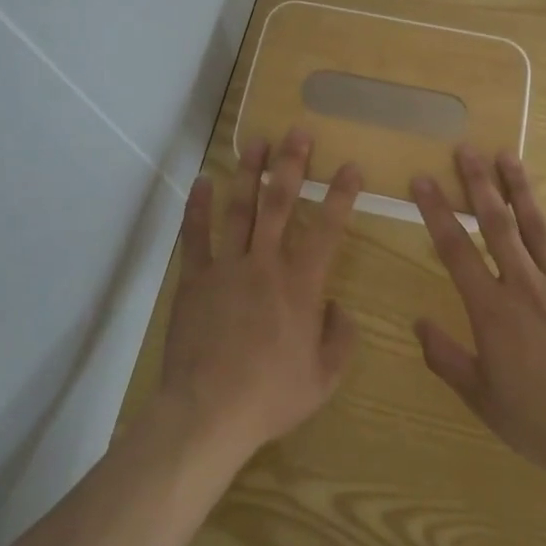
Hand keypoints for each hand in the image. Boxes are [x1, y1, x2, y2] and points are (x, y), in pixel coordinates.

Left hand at [156, 128, 360, 469]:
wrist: (208, 413)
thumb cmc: (271, 397)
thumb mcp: (324, 378)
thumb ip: (340, 338)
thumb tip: (339, 308)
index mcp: (300, 284)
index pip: (328, 229)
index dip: (341, 194)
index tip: (350, 166)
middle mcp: (265, 263)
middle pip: (280, 203)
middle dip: (291, 164)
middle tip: (298, 132)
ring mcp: (226, 267)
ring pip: (240, 208)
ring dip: (249, 171)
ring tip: (255, 141)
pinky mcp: (195, 279)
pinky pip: (195, 235)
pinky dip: (198, 207)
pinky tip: (202, 181)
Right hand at [413, 146, 545, 505]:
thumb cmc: (537, 422)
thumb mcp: (481, 397)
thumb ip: (446, 357)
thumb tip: (418, 322)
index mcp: (492, 309)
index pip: (455, 249)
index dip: (436, 211)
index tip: (422, 180)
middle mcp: (525, 285)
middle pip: (497, 224)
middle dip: (479, 183)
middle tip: (467, 148)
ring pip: (538, 228)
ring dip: (522, 190)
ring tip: (509, 155)